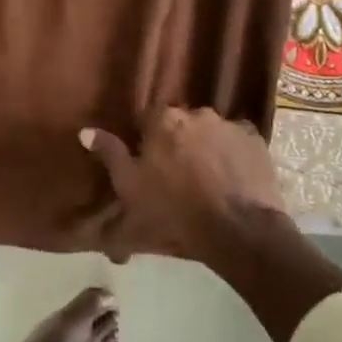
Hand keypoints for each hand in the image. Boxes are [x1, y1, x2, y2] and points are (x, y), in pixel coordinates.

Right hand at [82, 108, 285, 263]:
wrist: (237, 229)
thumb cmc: (174, 209)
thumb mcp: (130, 186)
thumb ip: (110, 154)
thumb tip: (86, 130)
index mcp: (163, 119)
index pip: (148, 119)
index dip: (147, 141)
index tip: (148, 163)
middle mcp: (197, 112)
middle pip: (180, 123)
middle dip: (177, 141)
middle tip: (176, 172)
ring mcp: (230, 125)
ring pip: (209, 131)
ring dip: (205, 146)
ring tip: (206, 177)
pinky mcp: (256, 141)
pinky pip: (237, 141)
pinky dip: (231, 153)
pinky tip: (230, 177)